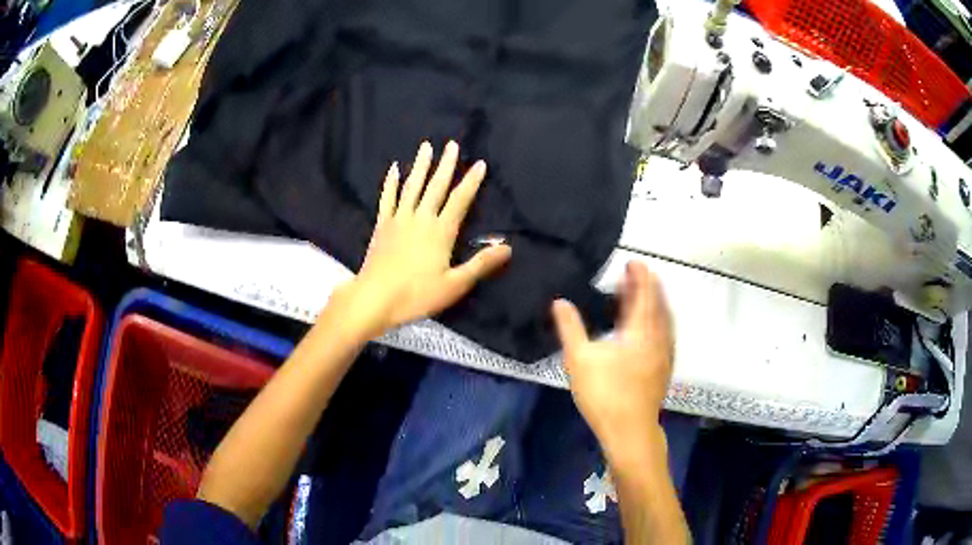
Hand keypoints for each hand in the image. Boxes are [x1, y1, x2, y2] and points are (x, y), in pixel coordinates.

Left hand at [331, 141, 511, 339]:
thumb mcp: (454, 284)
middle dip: (446, 164)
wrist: (375, 298)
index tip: (480, 164)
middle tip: (452, 144)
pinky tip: (394, 169)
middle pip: (436, 186)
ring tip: (426, 146)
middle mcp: (421, 218)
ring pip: (412, 186)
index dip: (472, 182)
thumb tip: (508, 248)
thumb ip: (480, 264)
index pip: (460, 200)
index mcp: (441, 231)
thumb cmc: (416, 294)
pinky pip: (388, 198)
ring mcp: (399, 219)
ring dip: (420, 165)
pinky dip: (391, 183)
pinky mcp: (382, 225)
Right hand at [552, 262, 673, 454]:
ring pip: (665, 321)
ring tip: (645, 296)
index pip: (644, 295)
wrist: (630, 430)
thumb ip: (570, 328)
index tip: (635, 261)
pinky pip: (666, 334)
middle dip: (649, 287)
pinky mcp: (664, 369)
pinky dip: (660, 321)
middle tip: (638, 274)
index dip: (640, 276)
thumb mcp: (579, 359)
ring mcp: (664, 355)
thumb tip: (560, 302)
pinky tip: (652, 329)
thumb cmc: (605, 393)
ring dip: (656, 303)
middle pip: (658, 305)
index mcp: (640, 331)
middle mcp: (658, 338)